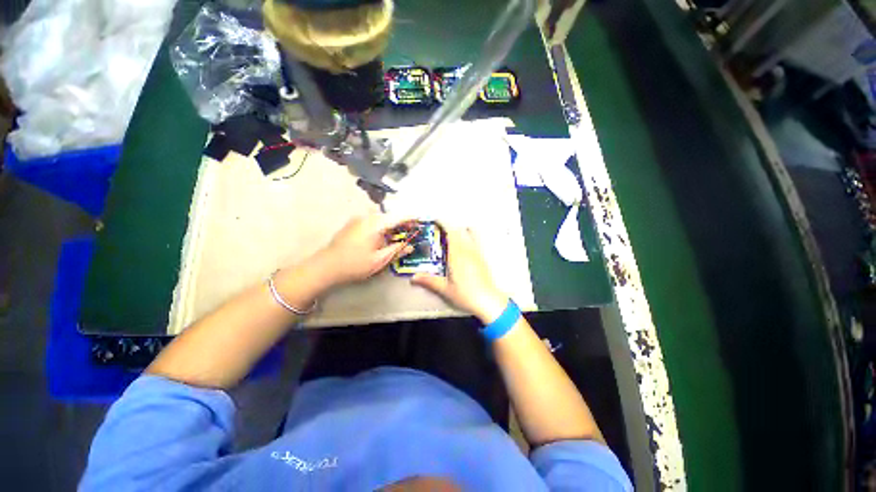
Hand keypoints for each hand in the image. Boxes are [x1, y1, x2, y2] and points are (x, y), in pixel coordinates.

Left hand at [312, 214, 412, 287]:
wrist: (325, 267)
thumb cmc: (355, 265)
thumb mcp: (380, 260)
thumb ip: (397, 250)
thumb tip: (410, 246)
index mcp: (376, 224)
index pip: (398, 217)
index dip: (411, 218)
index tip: (421, 219)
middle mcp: (367, 217)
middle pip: (389, 216)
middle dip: (401, 222)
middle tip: (410, 230)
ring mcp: (358, 219)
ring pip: (380, 218)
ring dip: (390, 224)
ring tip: (397, 235)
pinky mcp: (352, 224)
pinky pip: (372, 221)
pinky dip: (381, 226)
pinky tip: (382, 237)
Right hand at [411, 226, 508, 322]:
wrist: (489, 301)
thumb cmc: (466, 295)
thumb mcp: (446, 289)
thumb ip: (429, 281)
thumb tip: (414, 278)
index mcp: (457, 255)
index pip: (451, 233)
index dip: (444, 225)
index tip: (436, 221)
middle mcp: (468, 251)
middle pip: (460, 231)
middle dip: (450, 227)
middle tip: (440, 230)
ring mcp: (477, 253)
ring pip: (470, 234)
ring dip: (461, 230)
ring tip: (452, 236)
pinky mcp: (482, 258)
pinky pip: (475, 241)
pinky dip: (469, 237)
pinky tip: (464, 247)